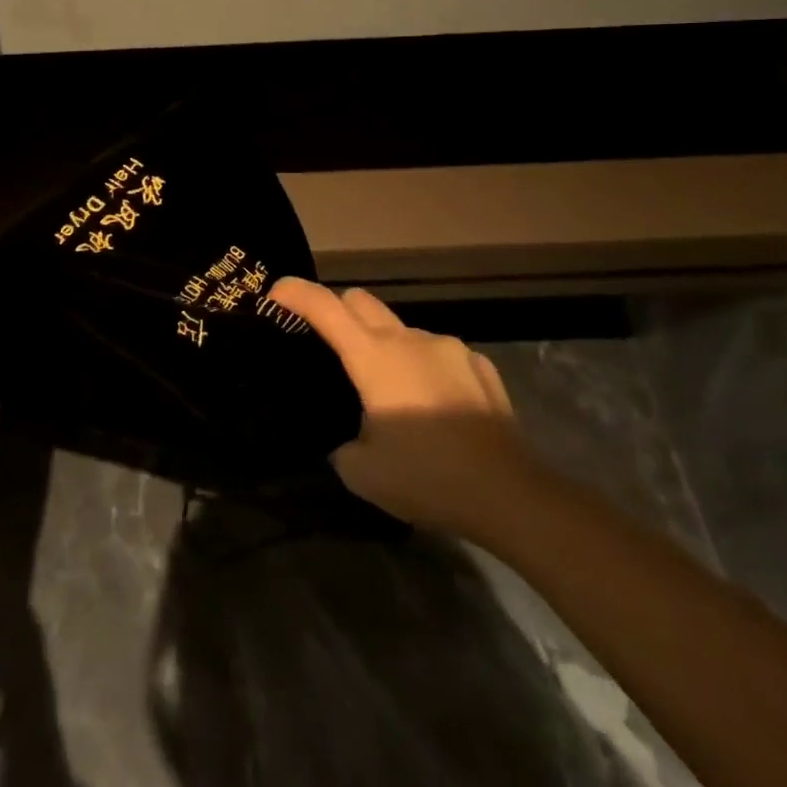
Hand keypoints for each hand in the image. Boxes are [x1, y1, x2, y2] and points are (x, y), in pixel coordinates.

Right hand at [266, 279, 537, 537]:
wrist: (511, 495)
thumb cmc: (428, 478)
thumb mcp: (362, 473)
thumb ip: (342, 444)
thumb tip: (350, 437)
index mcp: (374, 358)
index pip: (325, 308)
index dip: (296, 293)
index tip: (275, 291)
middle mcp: (410, 339)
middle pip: (361, 301)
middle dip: (337, 310)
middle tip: (329, 345)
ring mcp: (449, 348)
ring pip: (401, 329)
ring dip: (384, 346)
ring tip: (390, 393)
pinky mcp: (480, 364)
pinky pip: (437, 352)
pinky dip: (422, 366)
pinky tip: (433, 405)